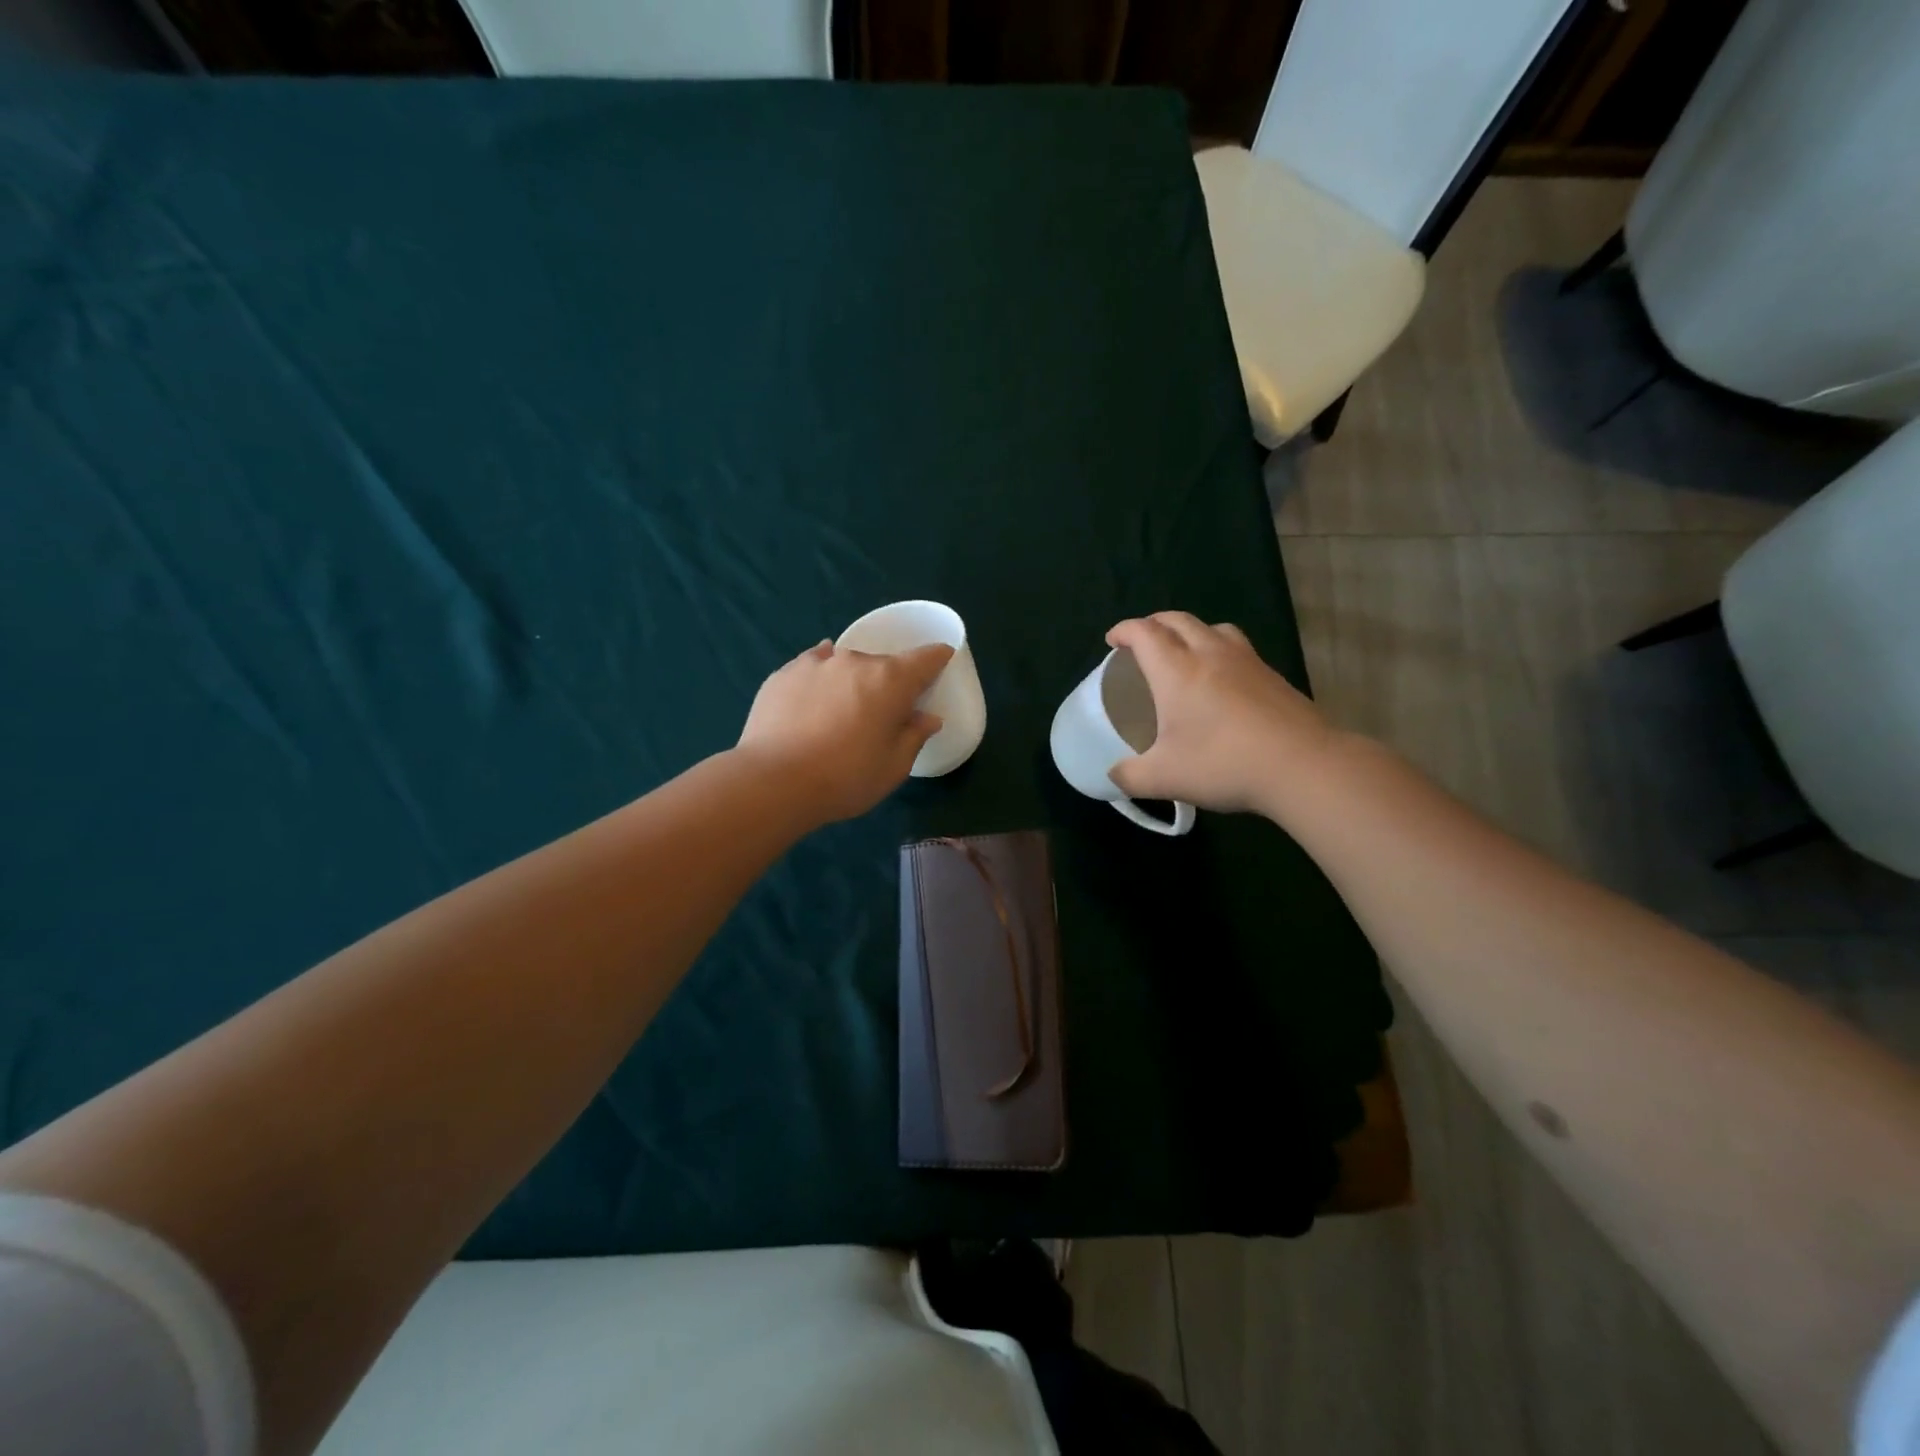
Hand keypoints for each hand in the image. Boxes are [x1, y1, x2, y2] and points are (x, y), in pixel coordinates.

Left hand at [735, 640, 952, 824]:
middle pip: (883, 665)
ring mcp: (816, 664)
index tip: (941, 663)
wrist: (773, 781)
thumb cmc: (845, 778)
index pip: (926, 658)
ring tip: (842, 711)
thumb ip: (914, 737)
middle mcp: (855, 661)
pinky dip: (820, 678)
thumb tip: (927, 718)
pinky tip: (814, 696)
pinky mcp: (783, 674)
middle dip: (888, 684)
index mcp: (891, 680)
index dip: (937, 658)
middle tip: (882, 715)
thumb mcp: (893, 767)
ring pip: (845, 664)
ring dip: (852, 681)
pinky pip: (812, 667)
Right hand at [1105, 612, 1343, 814]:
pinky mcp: (1273, 675)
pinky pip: (1238, 647)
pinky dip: (1220, 649)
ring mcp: (1247, 661)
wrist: (1302, 765)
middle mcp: (1210, 654)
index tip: (1112, 641)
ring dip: (1191, 630)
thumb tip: (1113, 776)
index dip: (1124, 630)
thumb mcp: (1164, 779)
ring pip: (1213, 627)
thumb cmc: (1223, 764)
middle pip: (1178, 620)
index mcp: (1176, 670)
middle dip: (1154, 624)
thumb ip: (1129, 776)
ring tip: (1184, 652)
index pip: (1144, 632)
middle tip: (1141, 642)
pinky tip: (1222, 679)